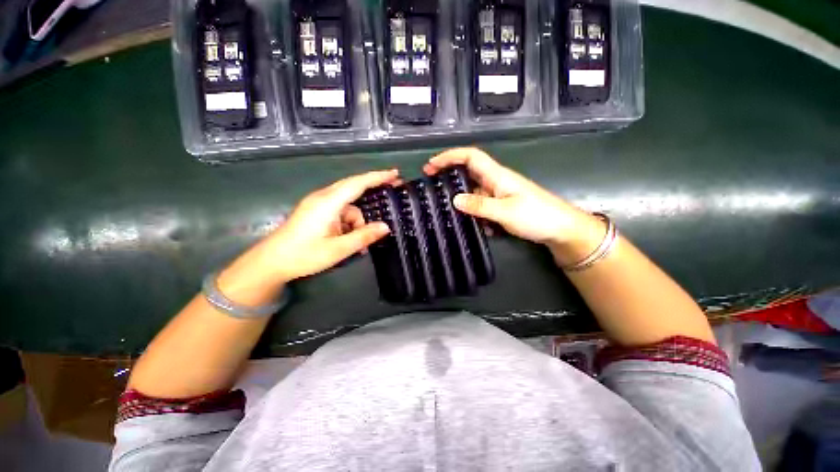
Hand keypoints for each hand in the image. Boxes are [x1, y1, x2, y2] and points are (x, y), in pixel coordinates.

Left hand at [264, 169, 399, 281]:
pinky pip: (340, 213)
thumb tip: (386, 227)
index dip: (377, 177)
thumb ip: (363, 236)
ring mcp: (318, 204)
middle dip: (373, 188)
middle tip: (392, 190)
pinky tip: (349, 240)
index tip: (395, 173)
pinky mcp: (316, 212)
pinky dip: (348, 224)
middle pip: (353, 188)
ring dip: (358, 221)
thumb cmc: (303, 255)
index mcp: (328, 202)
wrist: (270, 262)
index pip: (357, 183)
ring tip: (361, 243)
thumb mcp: (338, 249)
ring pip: (348, 206)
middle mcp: (323, 198)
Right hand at [423, 148, 604, 264]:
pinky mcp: (501, 207)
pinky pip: (482, 207)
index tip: (431, 165)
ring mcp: (499, 195)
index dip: (450, 156)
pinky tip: (475, 227)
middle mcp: (495, 182)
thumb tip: (454, 199)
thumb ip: (480, 205)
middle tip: (431, 186)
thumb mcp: (505, 211)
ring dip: (462, 201)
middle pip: (468, 172)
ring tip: (449, 212)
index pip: (470, 157)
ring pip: (473, 192)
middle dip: (449, 176)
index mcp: (497, 175)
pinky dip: (475, 214)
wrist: (561, 230)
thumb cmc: (537, 216)